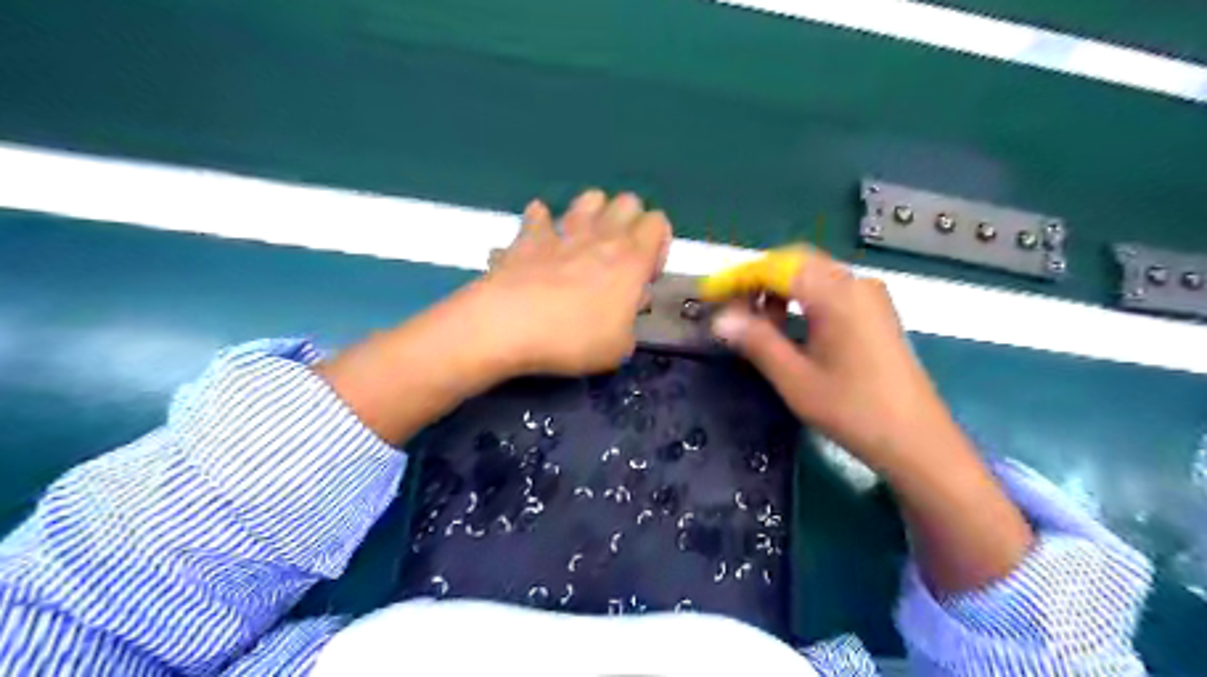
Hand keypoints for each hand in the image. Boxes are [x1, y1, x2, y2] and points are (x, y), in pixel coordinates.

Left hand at [477, 191, 673, 378]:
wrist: (509, 326)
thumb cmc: (574, 339)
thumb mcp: (619, 347)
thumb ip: (630, 321)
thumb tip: (627, 304)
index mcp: (631, 259)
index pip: (658, 223)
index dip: (658, 245)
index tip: (645, 275)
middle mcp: (602, 236)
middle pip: (628, 202)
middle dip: (630, 222)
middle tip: (619, 257)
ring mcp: (563, 232)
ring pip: (589, 198)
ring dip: (593, 214)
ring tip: (586, 242)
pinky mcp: (528, 237)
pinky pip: (538, 215)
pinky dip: (541, 222)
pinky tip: (540, 241)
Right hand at [705, 245, 1030, 588]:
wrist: (917, 441)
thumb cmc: (853, 410)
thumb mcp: (795, 378)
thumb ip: (756, 341)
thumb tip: (720, 319)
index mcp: (836, 294)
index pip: (777, 267)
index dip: (739, 277)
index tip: (710, 294)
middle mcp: (856, 284)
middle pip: (797, 263)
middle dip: (759, 280)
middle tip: (731, 306)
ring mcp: (871, 297)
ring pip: (814, 276)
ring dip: (781, 290)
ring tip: (759, 324)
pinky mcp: (876, 313)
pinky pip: (831, 290)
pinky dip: (803, 300)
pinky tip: (791, 327)